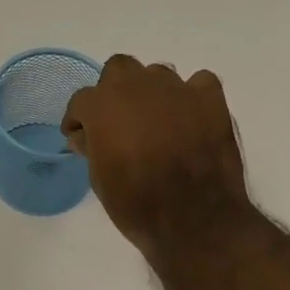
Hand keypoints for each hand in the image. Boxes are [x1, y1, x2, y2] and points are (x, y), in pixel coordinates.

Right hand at [62, 55, 255, 256]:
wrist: (193, 219)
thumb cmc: (136, 203)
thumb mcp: (99, 179)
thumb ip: (91, 147)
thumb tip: (85, 136)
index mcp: (103, 105)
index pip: (82, 101)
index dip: (79, 120)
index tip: (80, 137)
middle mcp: (138, 86)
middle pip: (119, 70)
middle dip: (115, 92)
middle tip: (118, 122)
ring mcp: (177, 89)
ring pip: (158, 75)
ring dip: (152, 94)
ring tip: (157, 122)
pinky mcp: (210, 98)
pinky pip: (197, 83)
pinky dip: (191, 98)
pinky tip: (190, 119)